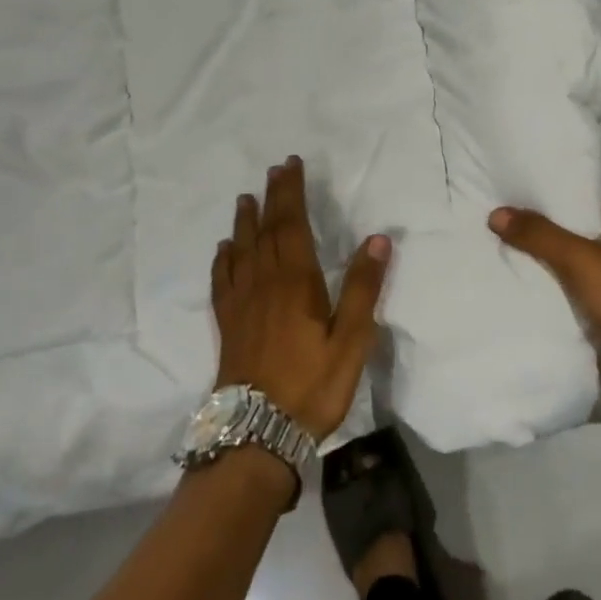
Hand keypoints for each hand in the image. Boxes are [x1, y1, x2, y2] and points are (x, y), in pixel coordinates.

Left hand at [212, 156, 389, 439]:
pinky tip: (224, 251)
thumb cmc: (313, 385)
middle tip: (273, 171)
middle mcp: (264, 284)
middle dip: (271, 198)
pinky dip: (224, 259)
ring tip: (245, 199)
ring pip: (242, 251)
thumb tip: (378, 239)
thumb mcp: (352, 340)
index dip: (291, 193)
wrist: (257, 434)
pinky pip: (222, 281)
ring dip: (245, 222)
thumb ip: (363, 288)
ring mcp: (241, 304)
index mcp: (296, 282)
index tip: (291, 165)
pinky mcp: (228, 325)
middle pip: (265, 231)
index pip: (292, 225)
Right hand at [489, 191, 600, 366]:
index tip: (524, 188)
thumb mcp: (578, 259)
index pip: (588, 193)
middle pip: (580, 224)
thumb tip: (496, 214)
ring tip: (513, 242)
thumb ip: (538, 235)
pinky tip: (531, 276)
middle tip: (511, 214)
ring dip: (552, 252)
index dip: (558, 189)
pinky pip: (579, 282)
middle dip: (548, 222)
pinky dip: (558, 279)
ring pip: (578, 254)